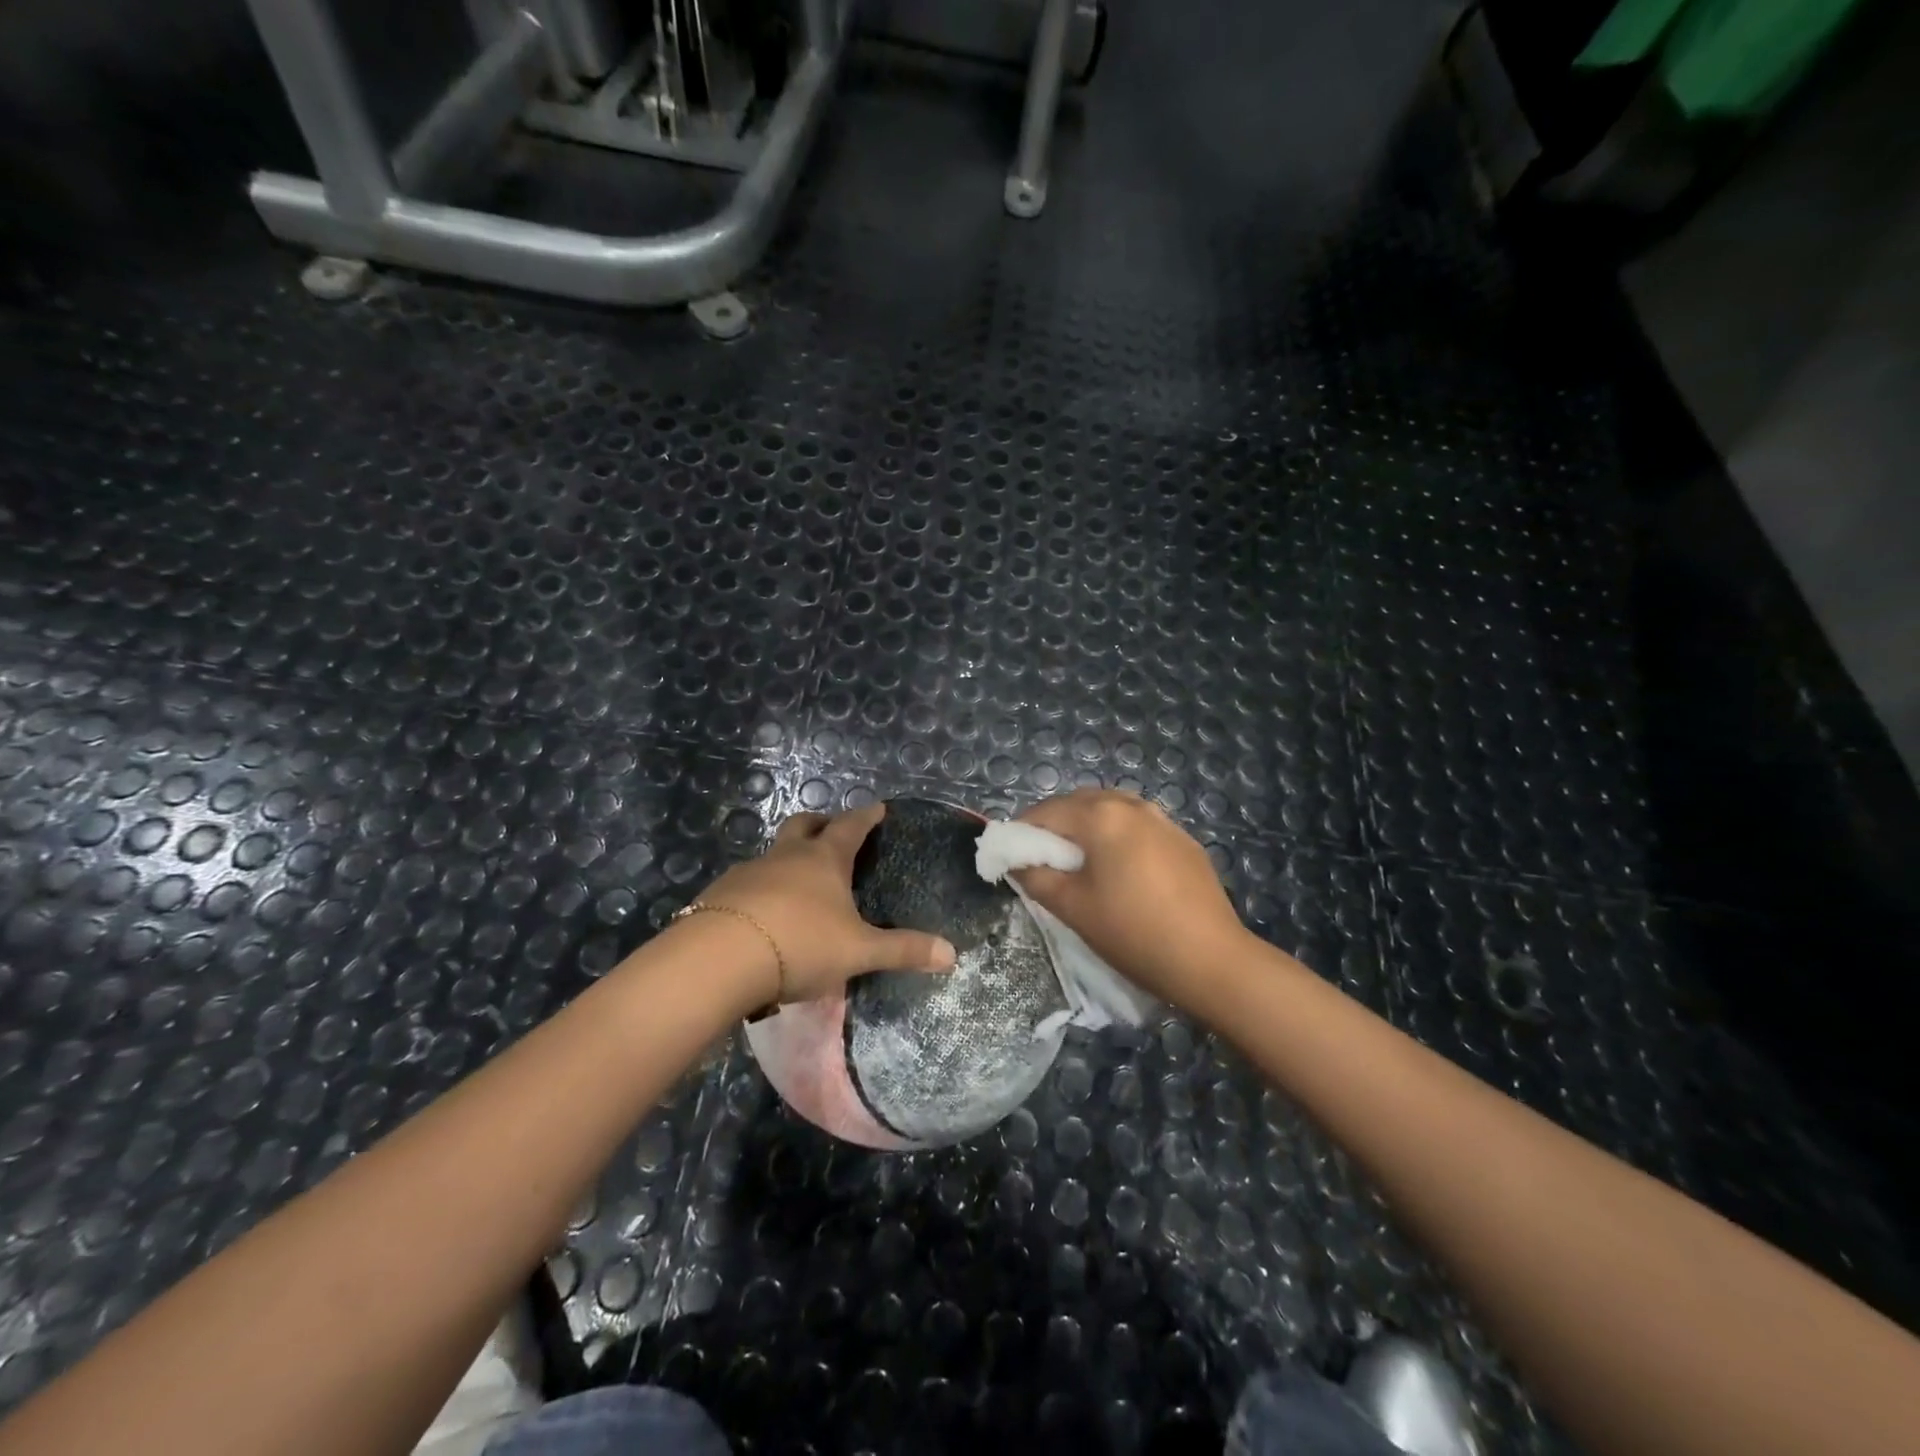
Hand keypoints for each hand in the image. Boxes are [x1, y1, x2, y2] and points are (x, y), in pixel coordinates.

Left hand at [694, 803, 956, 1006]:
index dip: (866, 816)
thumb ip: (903, 951)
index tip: (877, 808)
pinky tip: (764, 917)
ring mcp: (749, 872)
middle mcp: (786, 856)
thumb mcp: (858, 951)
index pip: (850, 826)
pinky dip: (761, 890)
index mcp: (824, 859)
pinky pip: (747, 884)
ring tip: (798, 884)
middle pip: (804, 825)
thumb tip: (952, 954)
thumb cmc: (800, 944)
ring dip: (787, 859)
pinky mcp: (720, 895)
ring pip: (773, 854)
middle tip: (831, 830)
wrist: (718, 959)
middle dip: (820, 823)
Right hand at [1013, 789, 1249, 1005]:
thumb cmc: (1133, 933)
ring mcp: (1163, 820)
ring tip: (1082, 865)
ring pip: (1111, 811)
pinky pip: (1138, 826)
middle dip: (1055, 825)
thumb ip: (1036, 877)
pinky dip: (1118, 837)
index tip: (1012, 856)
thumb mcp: (1073, 908)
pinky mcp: (1184, 840)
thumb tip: (1017, 861)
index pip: (1046, 811)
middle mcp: (1132, 805)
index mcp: (1101, 816)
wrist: (1212, 960)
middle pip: (1079, 803)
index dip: (1022, 831)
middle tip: (1044, 861)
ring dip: (1088, 828)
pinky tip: (1122, 871)